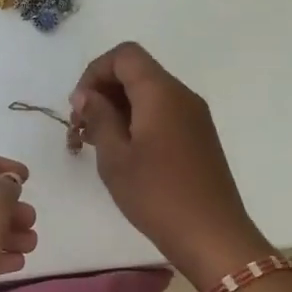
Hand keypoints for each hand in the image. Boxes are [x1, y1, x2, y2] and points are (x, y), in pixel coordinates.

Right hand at [70, 42, 269, 288]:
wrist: (212, 236)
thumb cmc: (157, 195)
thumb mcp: (115, 157)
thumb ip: (98, 117)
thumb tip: (87, 94)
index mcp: (161, 93)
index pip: (124, 55)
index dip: (94, 72)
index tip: (79, 108)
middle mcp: (182, 95)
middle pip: (136, 71)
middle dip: (103, 91)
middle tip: (81, 129)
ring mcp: (194, 116)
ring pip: (148, 93)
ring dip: (118, 108)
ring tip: (96, 144)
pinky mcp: (198, 137)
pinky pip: (162, 113)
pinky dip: (136, 121)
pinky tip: (123, 152)